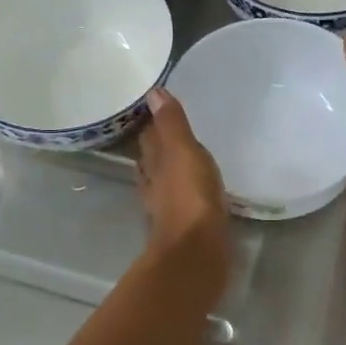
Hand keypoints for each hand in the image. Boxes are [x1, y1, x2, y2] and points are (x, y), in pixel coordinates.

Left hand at [137, 89, 230, 290]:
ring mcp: (167, 207)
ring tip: (180, 158)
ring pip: (163, 181)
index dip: (151, 123)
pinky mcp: (184, 226)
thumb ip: (172, 124)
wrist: (197, 252)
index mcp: (155, 163)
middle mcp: (155, 184)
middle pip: (152, 160)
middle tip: (169, 130)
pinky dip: (184, 192)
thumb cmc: (190, 197)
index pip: (149, 137)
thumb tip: (152, 92)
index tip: (157, 108)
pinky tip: (195, 191)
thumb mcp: (183, 152)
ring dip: (168, 170)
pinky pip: (182, 201)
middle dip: (158, 146)